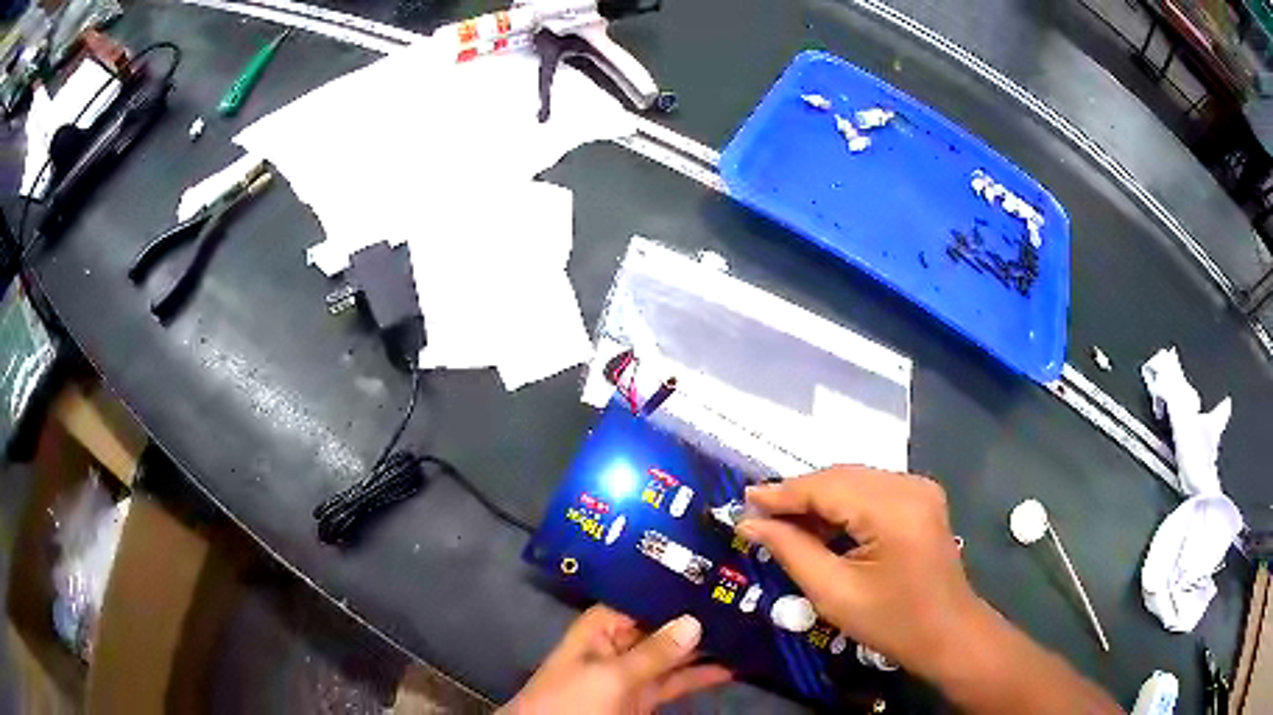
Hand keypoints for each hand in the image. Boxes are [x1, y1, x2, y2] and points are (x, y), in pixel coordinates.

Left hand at [502, 606, 730, 714]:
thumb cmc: (570, 700)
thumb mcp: (609, 676)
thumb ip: (653, 652)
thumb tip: (694, 620)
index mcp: (601, 627)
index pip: (643, 597)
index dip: (676, 586)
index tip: (717, 574)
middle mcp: (620, 644)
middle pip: (664, 624)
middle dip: (699, 615)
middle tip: (746, 599)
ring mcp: (633, 672)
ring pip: (675, 653)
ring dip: (707, 646)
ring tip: (749, 628)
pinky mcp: (644, 697)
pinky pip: (677, 681)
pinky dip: (702, 675)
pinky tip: (734, 666)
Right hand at [737, 466, 981, 680]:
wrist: (947, 633)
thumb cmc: (890, 622)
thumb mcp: (833, 592)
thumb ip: (791, 550)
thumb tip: (751, 523)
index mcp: (893, 509)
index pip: (826, 487)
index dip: (782, 493)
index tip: (743, 500)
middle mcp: (909, 485)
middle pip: (841, 477)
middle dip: (798, 495)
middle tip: (758, 514)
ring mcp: (919, 488)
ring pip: (854, 481)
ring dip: (818, 499)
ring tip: (783, 521)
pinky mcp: (921, 497)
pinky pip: (871, 490)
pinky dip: (842, 504)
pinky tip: (820, 524)